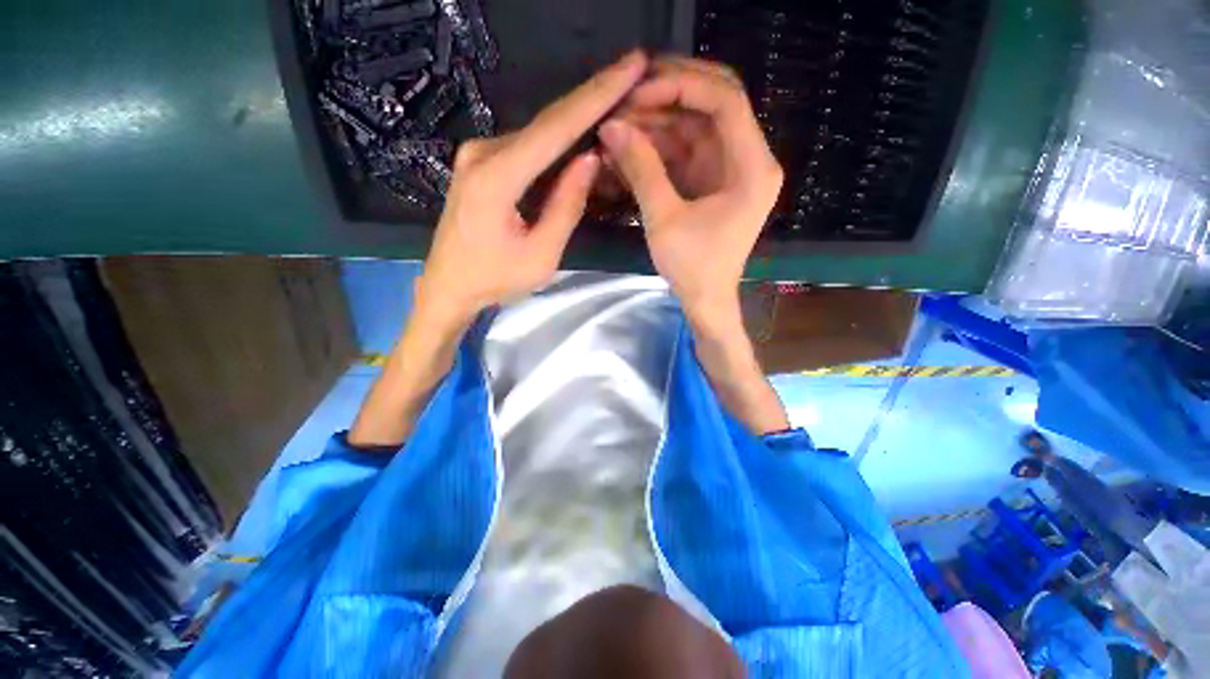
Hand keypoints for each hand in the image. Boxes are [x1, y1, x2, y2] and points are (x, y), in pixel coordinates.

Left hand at [421, 51, 649, 316]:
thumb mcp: (541, 255)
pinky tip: (579, 134)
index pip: (554, 129)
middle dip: (591, 97)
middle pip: (546, 123)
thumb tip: (589, 158)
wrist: (449, 286)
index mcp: (496, 178)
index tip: (628, 67)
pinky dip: (555, 142)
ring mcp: (477, 155)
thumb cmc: (495, 279)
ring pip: (537, 134)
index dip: (595, 97)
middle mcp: (482, 153)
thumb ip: (566, 207)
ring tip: (614, 99)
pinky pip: (526, 147)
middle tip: (629, 73)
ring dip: (575, 120)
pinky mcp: (480, 163)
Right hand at [598, 57, 782, 312]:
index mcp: (753, 168)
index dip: (682, 87)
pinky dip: (660, 145)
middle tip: (627, 98)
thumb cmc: (693, 268)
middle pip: (714, 104)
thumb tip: (610, 127)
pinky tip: (631, 145)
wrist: (705, 300)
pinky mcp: (712, 180)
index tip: (639, 92)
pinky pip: (687, 149)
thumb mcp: (664, 220)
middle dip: (670, 95)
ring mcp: (730, 169)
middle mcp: (749, 159)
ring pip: (696, 125)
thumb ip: (641, 170)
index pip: (726, 101)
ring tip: (620, 124)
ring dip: (659, 121)